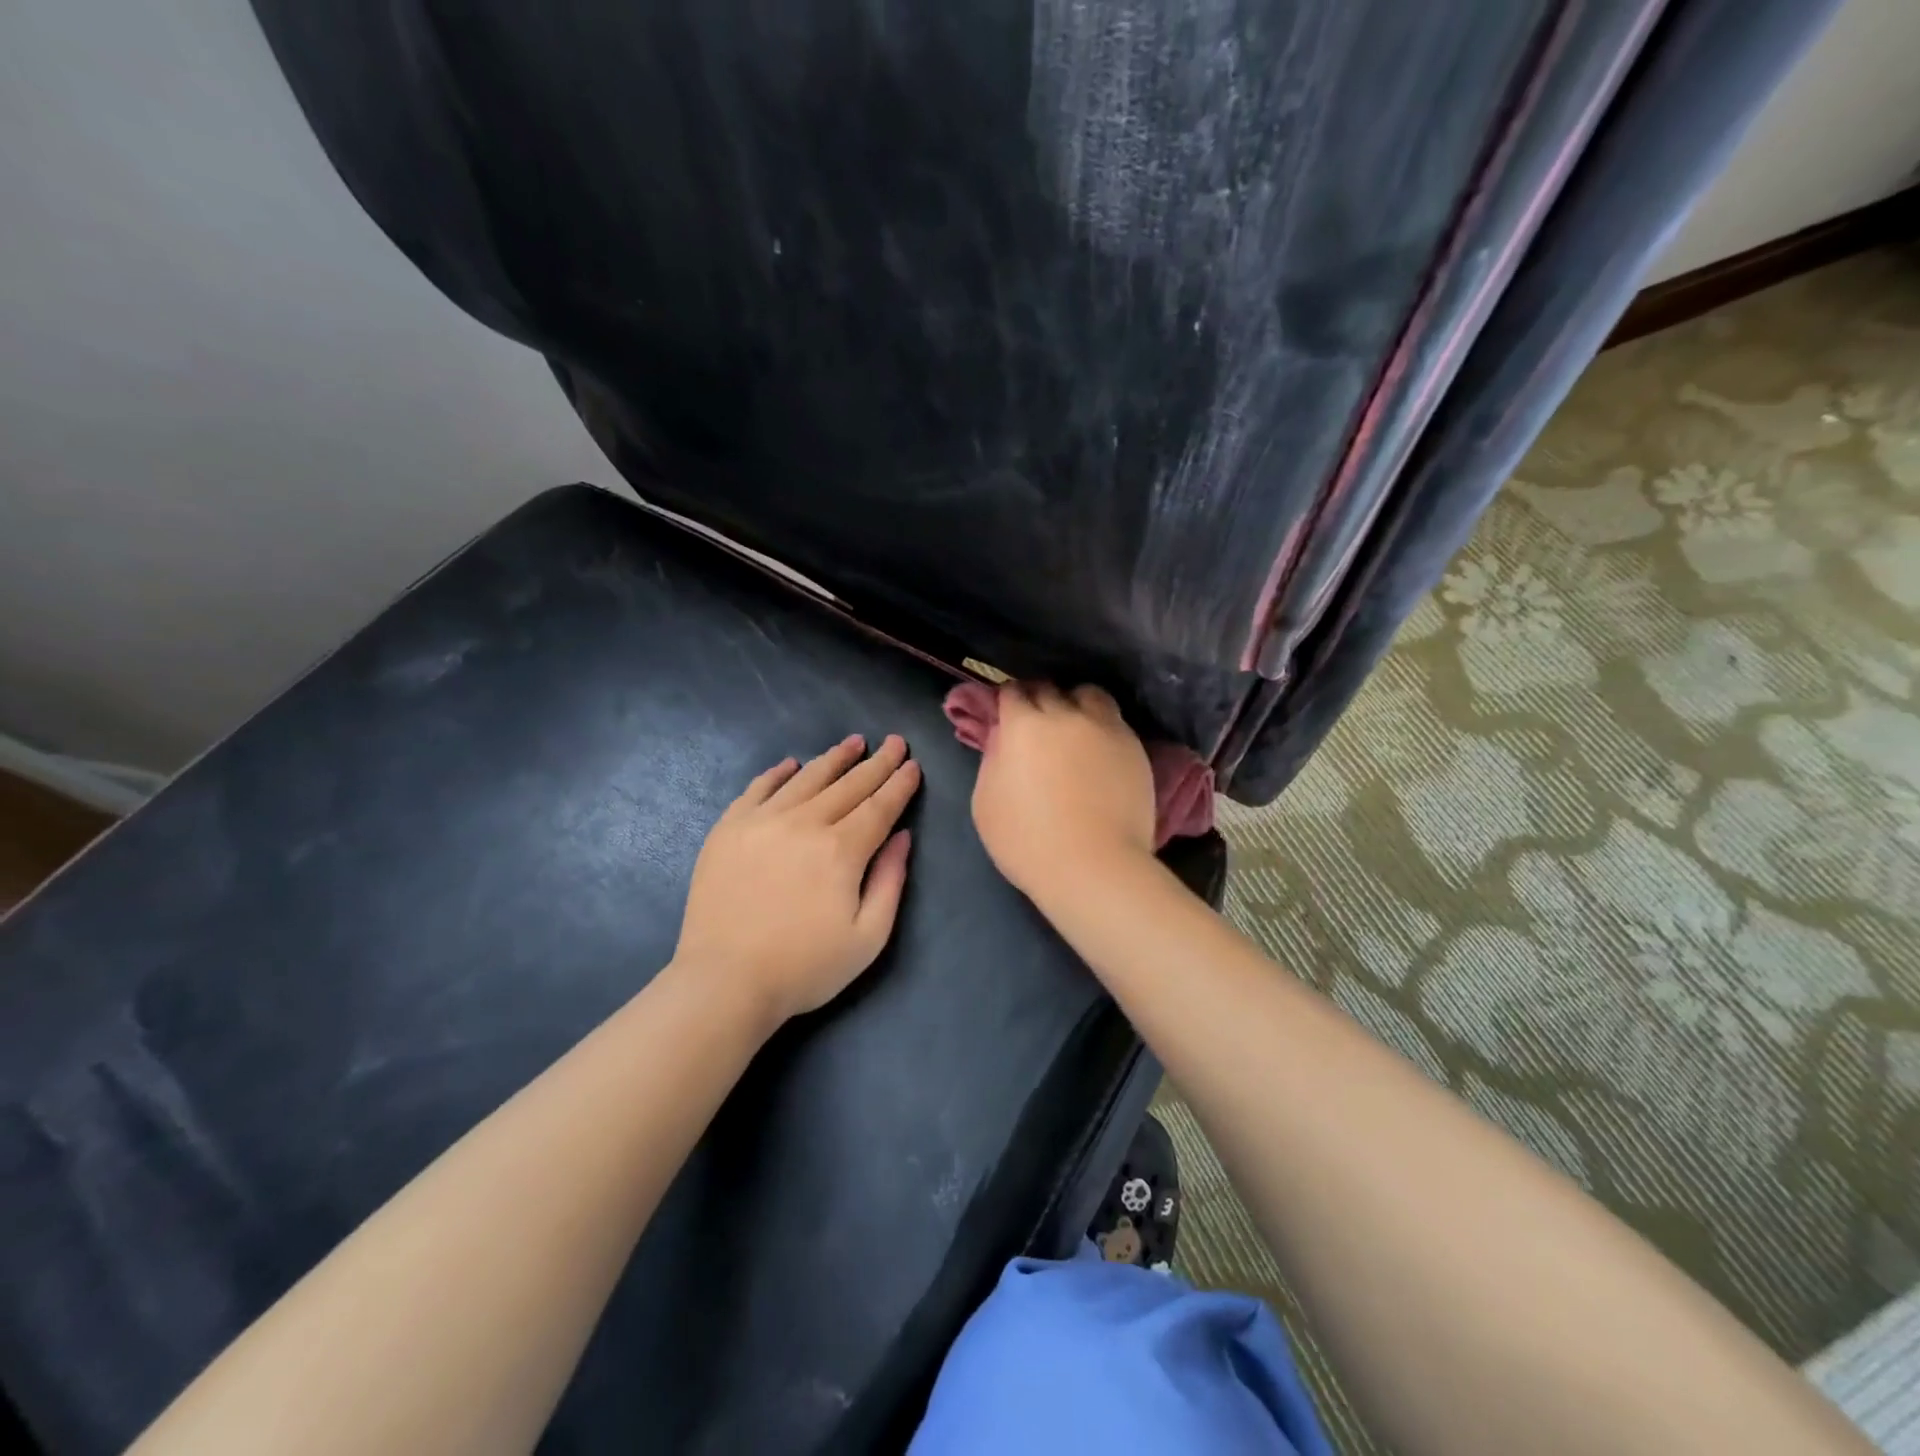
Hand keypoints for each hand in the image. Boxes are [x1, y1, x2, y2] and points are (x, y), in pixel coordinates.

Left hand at [674, 734, 919, 1027]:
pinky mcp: (728, 829)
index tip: (913, 764)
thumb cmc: (804, 967)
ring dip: (833, 758)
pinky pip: (758, 789)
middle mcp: (804, 823)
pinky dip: (778, 773)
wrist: (724, 982)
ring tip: (853, 742)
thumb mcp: (868, 938)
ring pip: (806, 778)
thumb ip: (891, 881)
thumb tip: (902, 836)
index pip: (879, 806)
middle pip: (848, 785)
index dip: (899, 784)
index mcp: (841, 850)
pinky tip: (791, 764)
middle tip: (894, 742)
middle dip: (876, 763)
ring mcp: (762, 821)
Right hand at [970, 684, 1155, 906]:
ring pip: (1088, 695)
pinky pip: (1114, 721)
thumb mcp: (985, 803)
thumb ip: (992, 759)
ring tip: (1075, 725)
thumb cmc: (1027, 841)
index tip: (1007, 715)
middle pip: (1049, 689)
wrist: (1092, 866)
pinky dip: (1102, 726)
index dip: (1008, 701)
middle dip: (1038, 699)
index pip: (1012, 692)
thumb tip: (1002, 736)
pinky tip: (1099, 748)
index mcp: (1023, 725)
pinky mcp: (1133, 746)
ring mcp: (1104, 727)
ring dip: (1076, 703)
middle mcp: (1064, 714)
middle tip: (1036, 722)